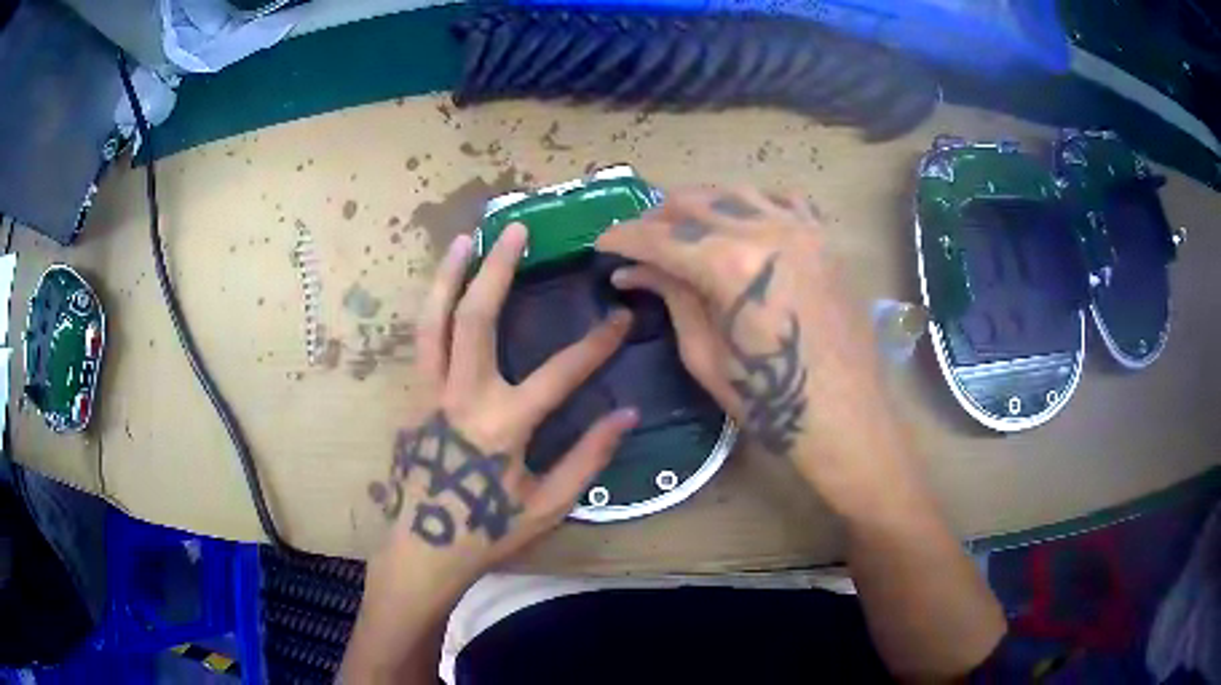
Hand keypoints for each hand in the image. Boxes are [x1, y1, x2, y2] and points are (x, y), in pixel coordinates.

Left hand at [366, 222, 636, 590]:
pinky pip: (422, 342)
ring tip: (465, 239)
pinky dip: (433, 307)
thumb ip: (588, 458)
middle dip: (498, 268)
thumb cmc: (488, 531)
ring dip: (449, 275)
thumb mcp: (548, 504)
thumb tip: (628, 415)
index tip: (620, 319)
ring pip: (434, 321)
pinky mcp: (412, 399)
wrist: (424, 548)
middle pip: (477, 317)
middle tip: (516, 230)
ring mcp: (429, 393)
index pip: (561, 372)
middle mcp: (462, 397)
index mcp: (503, 425)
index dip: (597, 344)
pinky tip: (442, 289)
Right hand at [597, 187, 912, 517]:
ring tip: (684, 230)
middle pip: (695, 202)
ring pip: (735, 192)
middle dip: (657, 218)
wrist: (844, 416)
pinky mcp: (823, 238)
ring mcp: (800, 228)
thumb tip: (635, 270)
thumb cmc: (769, 401)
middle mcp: (765, 230)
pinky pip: (782, 199)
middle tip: (640, 242)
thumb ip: (672, 297)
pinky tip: (743, 222)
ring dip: (701, 205)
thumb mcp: (705, 354)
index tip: (602, 242)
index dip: (624, 237)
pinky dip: (753, 203)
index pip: (660, 236)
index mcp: (730, 264)